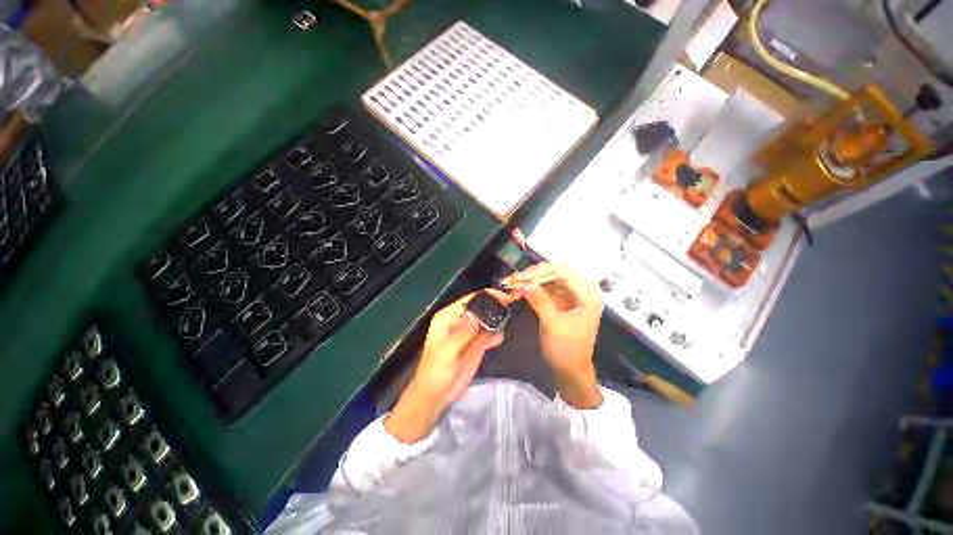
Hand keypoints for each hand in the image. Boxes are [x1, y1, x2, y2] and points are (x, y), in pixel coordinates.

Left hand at [384, 292, 506, 442]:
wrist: (436, 395)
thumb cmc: (435, 371)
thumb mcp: (448, 351)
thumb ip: (464, 332)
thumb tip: (480, 315)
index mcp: (449, 317)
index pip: (470, 300)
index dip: (487, 296)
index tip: (504, 295)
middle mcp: (460, 321)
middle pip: (481, 308)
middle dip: (495, 305)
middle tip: (512, 303)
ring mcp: (470, 333)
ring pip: (487, 320)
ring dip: (498, 319)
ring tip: (508, 319)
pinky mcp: (477, 345)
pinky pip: (489, 335)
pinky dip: (496, 335)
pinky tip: (499, 338)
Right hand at [505, 263, 602, 408]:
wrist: (570, 370)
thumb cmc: (567, 349)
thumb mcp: (553, 325)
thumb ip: (541, 302)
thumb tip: (525, 284)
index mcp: (587, 295)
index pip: (565, 272)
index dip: (543, 271)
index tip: (524, 277)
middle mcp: (581, 291)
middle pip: (557, 272)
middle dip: (536, 274)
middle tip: (517, 279)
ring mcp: (570, 296)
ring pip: (550, 279)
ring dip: (532, 280)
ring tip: (515, 282)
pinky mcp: (561, 301)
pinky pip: (546, 288)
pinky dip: (533, 288)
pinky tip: (521, 289)